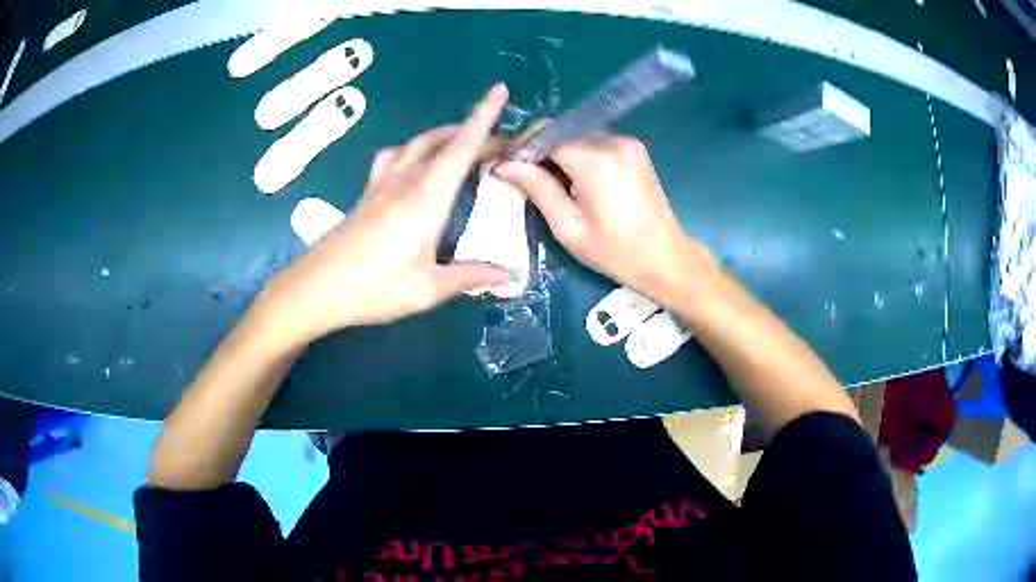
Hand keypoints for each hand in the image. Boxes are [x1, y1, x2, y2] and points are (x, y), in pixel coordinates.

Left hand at [259, 84, 512, 340]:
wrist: (316, 288)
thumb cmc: (373, 288)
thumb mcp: (427, 288)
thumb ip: (470, 276)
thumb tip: (509, 275)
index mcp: (427, 197)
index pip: (462, 147)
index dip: (484, 116)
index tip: (500, 89)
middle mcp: (405, 180)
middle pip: (444, 141)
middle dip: (475, 131)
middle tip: (502, 144)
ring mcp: (382, 183)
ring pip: (418, 142)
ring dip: (445, 136)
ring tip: (464, 145)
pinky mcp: (368, 193)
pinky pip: (396, 155)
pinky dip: (415, 148)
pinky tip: (416, 163)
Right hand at [494, 134, 717, 301]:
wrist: (666, 258)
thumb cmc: (614, 251)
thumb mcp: (568, 227)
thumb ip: (537, 188)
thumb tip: (503, 165)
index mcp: (593, 160)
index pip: (544, 138)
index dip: (523, 151)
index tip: (507, 169)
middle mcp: (611, 141)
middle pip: (561, 134)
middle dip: (541, 151)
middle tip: (528, 180)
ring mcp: (627, 142)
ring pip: (578, 136)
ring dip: (561, 153)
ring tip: (554, 184)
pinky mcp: (636, 149)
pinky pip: (597, 142)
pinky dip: (582, 155)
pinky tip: (580, 181)